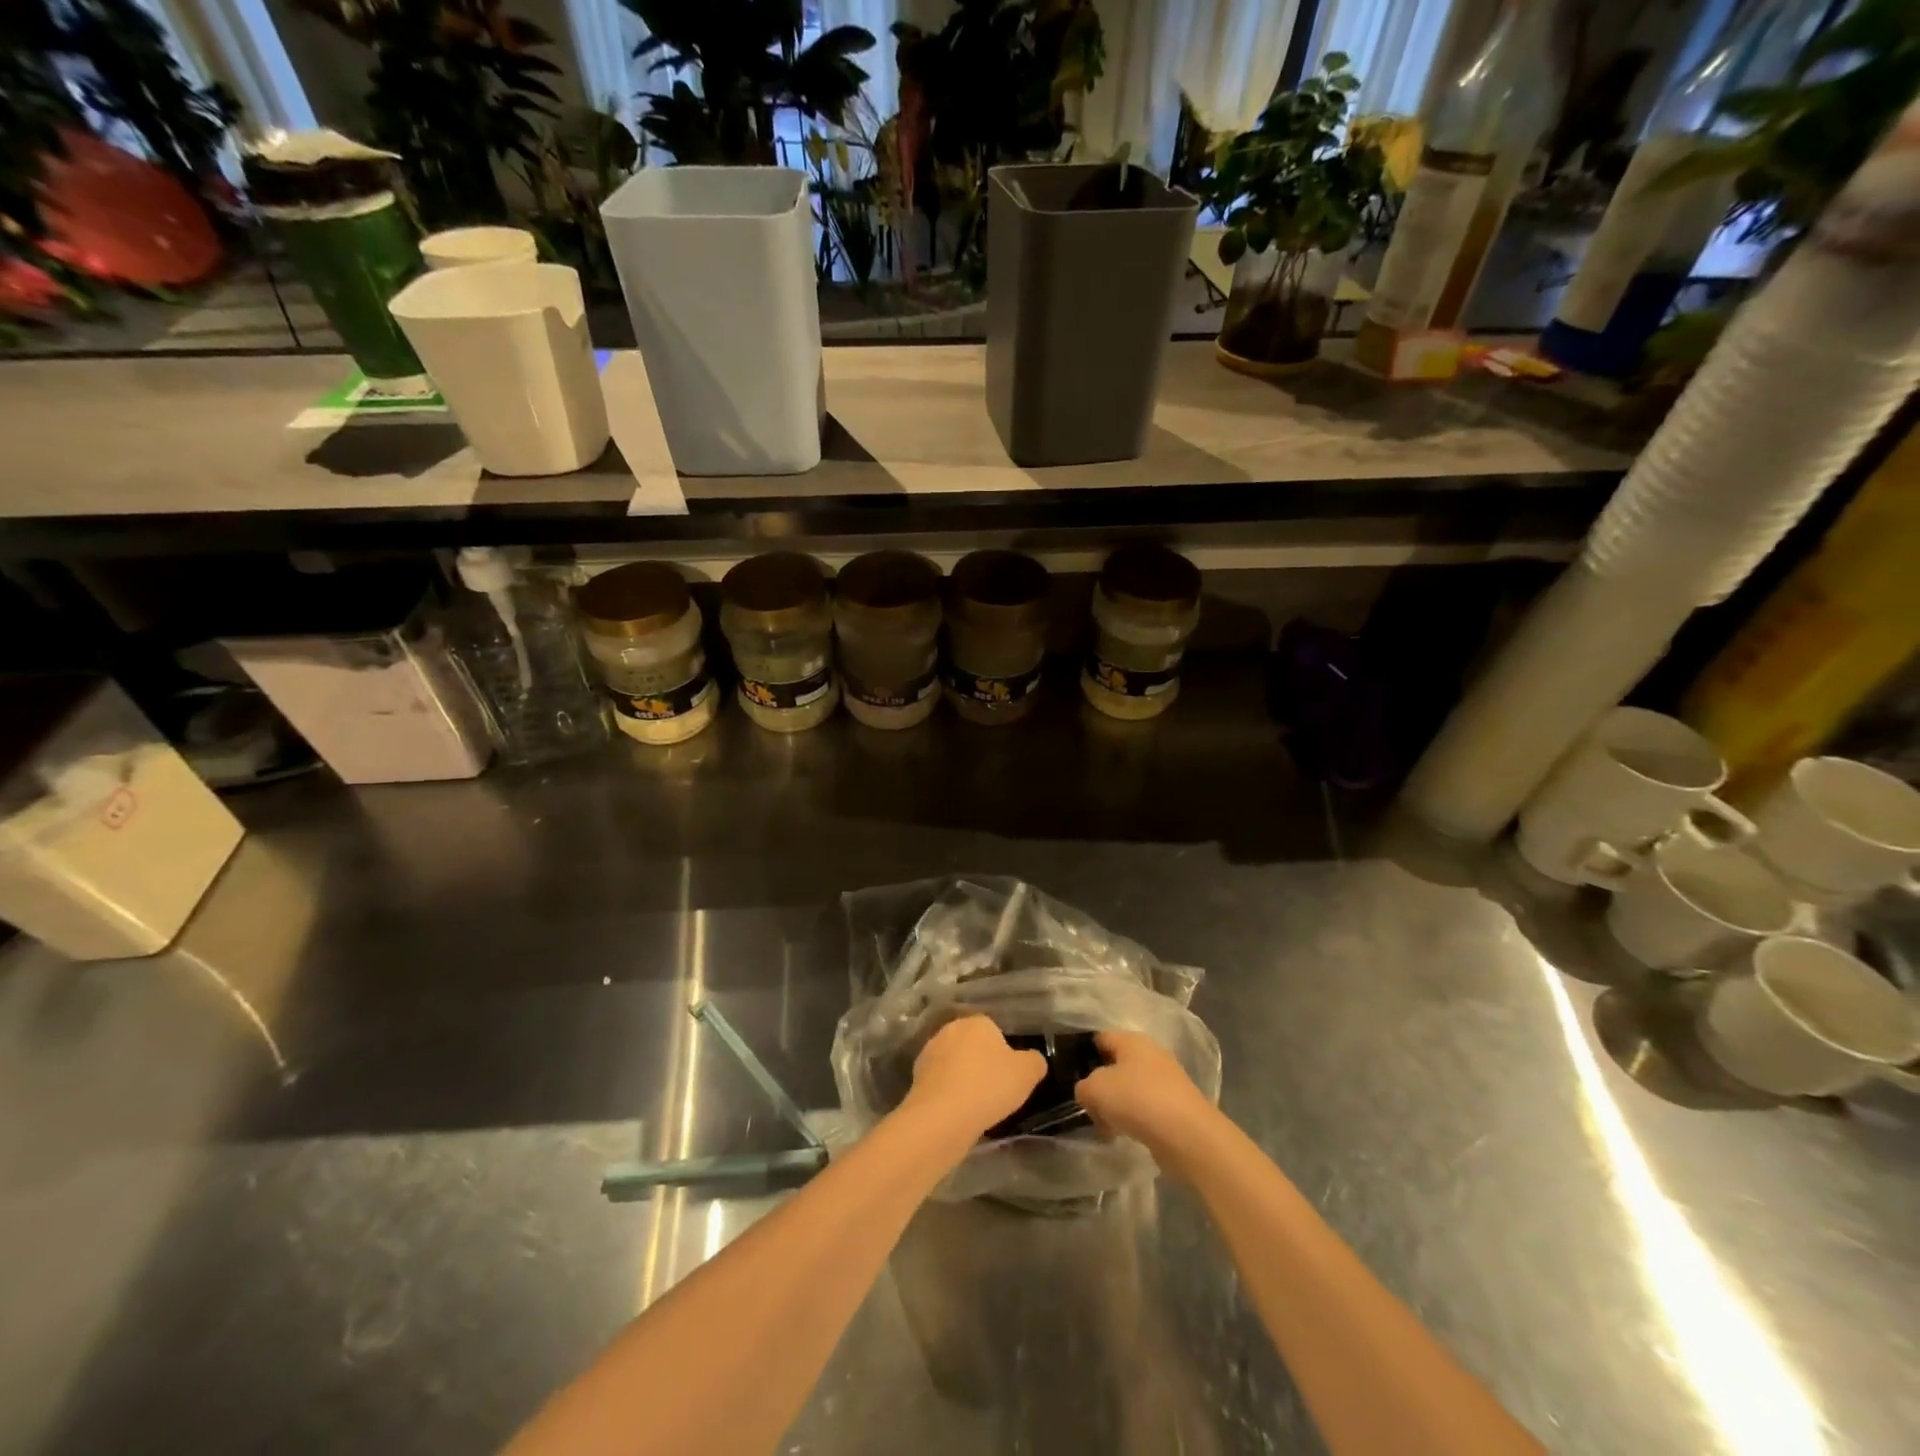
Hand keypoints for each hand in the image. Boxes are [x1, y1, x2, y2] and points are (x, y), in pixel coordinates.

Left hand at [904, 1015, 1045, 1138]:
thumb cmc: (989, 1087)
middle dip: (981, 1062)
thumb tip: (1033, 1059)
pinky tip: (957, 1111)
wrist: (942, 1117)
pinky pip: (941, 1082)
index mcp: (977, 1021)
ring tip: (975, 1105)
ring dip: (963, 1077)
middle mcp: (951, 1029)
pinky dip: (948, 1092)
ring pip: (954, 1063)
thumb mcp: (1027, 1074)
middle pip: (972, 1044)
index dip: (1003, 1053)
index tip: (1009, 1076)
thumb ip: (1034, 1061)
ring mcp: (930, 1051)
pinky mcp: (916, 1075)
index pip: (994, 1030)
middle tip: (994, 1090)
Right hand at [1074, 1030, 1216, 1163]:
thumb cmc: (1137, 1099)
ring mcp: (1166, 1080)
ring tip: (1104, 1125)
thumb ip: (1083, 1087)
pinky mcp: (1176, 1106)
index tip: (1071, 1074)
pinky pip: (1145, 1108)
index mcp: (1131, 1040)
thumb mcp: (1096, 1089)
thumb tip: (1088, 1092)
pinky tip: (1125, 1135)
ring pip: (1130, 1088)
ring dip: (1116, 1105)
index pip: (1100, 1038)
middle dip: (1100, 1085)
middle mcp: (1151, 1053)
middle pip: (1116, 1065)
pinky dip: (1134, 1119)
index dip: (1083, 1053)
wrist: (1187, 1134)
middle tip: (1086, 1104)